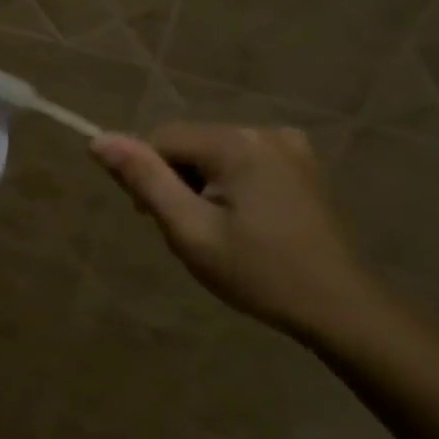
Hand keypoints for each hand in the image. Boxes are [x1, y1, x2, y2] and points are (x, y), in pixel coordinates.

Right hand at [91, 123, 385, 345]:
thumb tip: (99, 139)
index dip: (146, 175)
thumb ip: (145, 180)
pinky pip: (244, 161)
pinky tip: (243, 221)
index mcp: (236, 144)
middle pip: (190, 143)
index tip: (152, 218)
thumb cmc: (257, 273)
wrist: (339, 306)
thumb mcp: (189, 230)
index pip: (161, 138)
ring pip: (215, 153)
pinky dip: (229, 184)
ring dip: (201, 184)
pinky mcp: (303, 165)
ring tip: (216, 232)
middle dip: (176, 180)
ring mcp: (290, 146)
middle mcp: (264, 131)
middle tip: (187, 231)